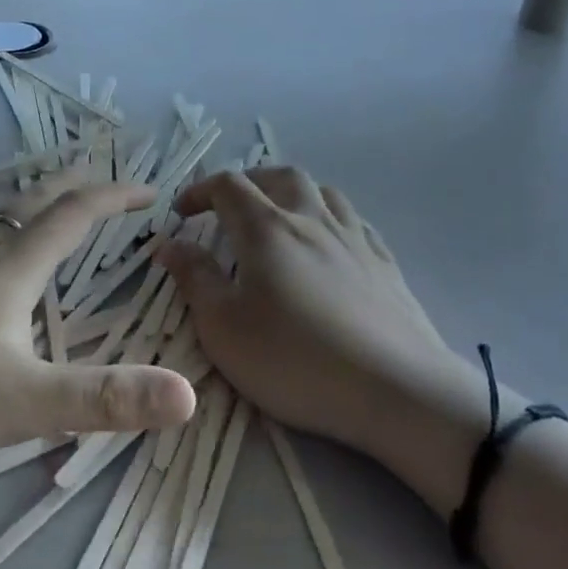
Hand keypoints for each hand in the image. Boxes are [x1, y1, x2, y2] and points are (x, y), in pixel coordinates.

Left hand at [0, 178, 197, 458]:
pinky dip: (4, 233)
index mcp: (11, 267)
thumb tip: (187, 394)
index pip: (74, 214)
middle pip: (34, 200)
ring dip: (38, 206)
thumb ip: (104, 400)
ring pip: (0, 219)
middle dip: (77, 186)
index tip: (150, 193)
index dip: (115, 198)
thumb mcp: (24, 402)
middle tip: (106, 185)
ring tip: (55, 216)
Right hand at [158, 168, 461, 458]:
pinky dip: (330, 218)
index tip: (182, 213)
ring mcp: (354, 239)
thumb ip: (194, 278)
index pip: (228, 186)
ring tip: (279, 217)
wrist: (396, 392)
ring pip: (322, 191)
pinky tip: (329, 243)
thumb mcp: (223, 327)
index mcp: (267, 228)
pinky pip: (353, 221)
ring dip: (292, 193)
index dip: (199, 191)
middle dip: (248, 182)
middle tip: (229, 207)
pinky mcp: (386, 264)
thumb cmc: (295, 360)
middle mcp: (311, 219)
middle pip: (279, 176)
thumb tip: (170, 244)